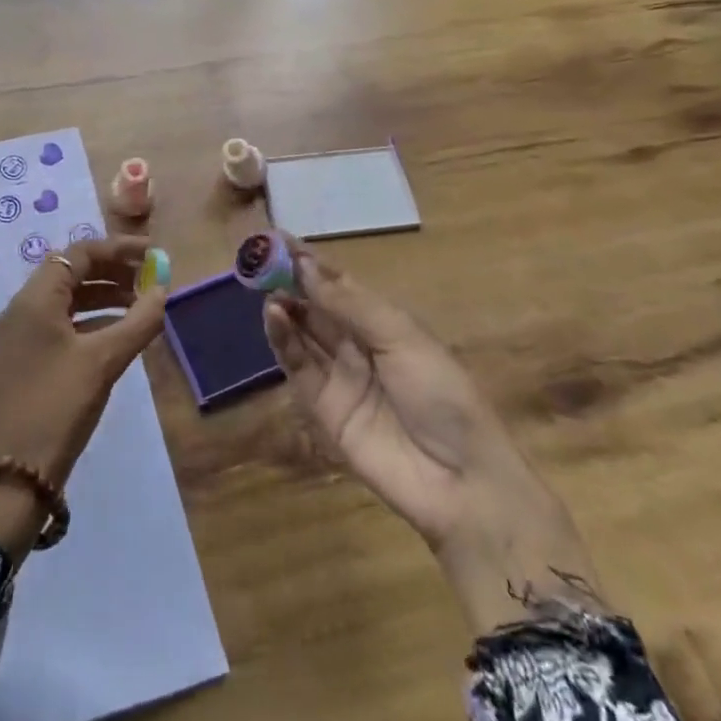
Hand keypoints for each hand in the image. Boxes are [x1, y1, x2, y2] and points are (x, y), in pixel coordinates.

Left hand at [0, 236, 166, 562]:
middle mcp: (21, 309)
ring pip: (66, 300)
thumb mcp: (103, 362)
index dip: (118, 249)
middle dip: (112, 271)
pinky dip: (90, 321)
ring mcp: (19, 336)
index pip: (78, 254)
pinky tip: (118, 334)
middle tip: (150, 278)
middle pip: (71, 272)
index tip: (153, 253)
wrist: (11, 477)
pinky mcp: (24, 360)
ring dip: (103, 296)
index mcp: (33, 299)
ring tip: (141, 305)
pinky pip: (61, 324)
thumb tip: (164, 289)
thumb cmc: (57, 407)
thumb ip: (138, 321)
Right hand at [262, 241, 602, 631]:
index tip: (280, 239)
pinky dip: (282, 340)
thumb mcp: (401, 337)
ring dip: (284, 307)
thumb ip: (349, 303)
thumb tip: (305, 264)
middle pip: (316, 307)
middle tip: (260, 258)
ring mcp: (338, 376)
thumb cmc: (442, 394)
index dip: (311, 263)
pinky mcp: (322, 407)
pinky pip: (298, 367)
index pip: (339, 285)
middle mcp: (357, 345)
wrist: (460, 481)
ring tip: (265, 286)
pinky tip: (273, 315)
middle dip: (290, 281)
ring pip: (302, 333)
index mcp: (384, 323)